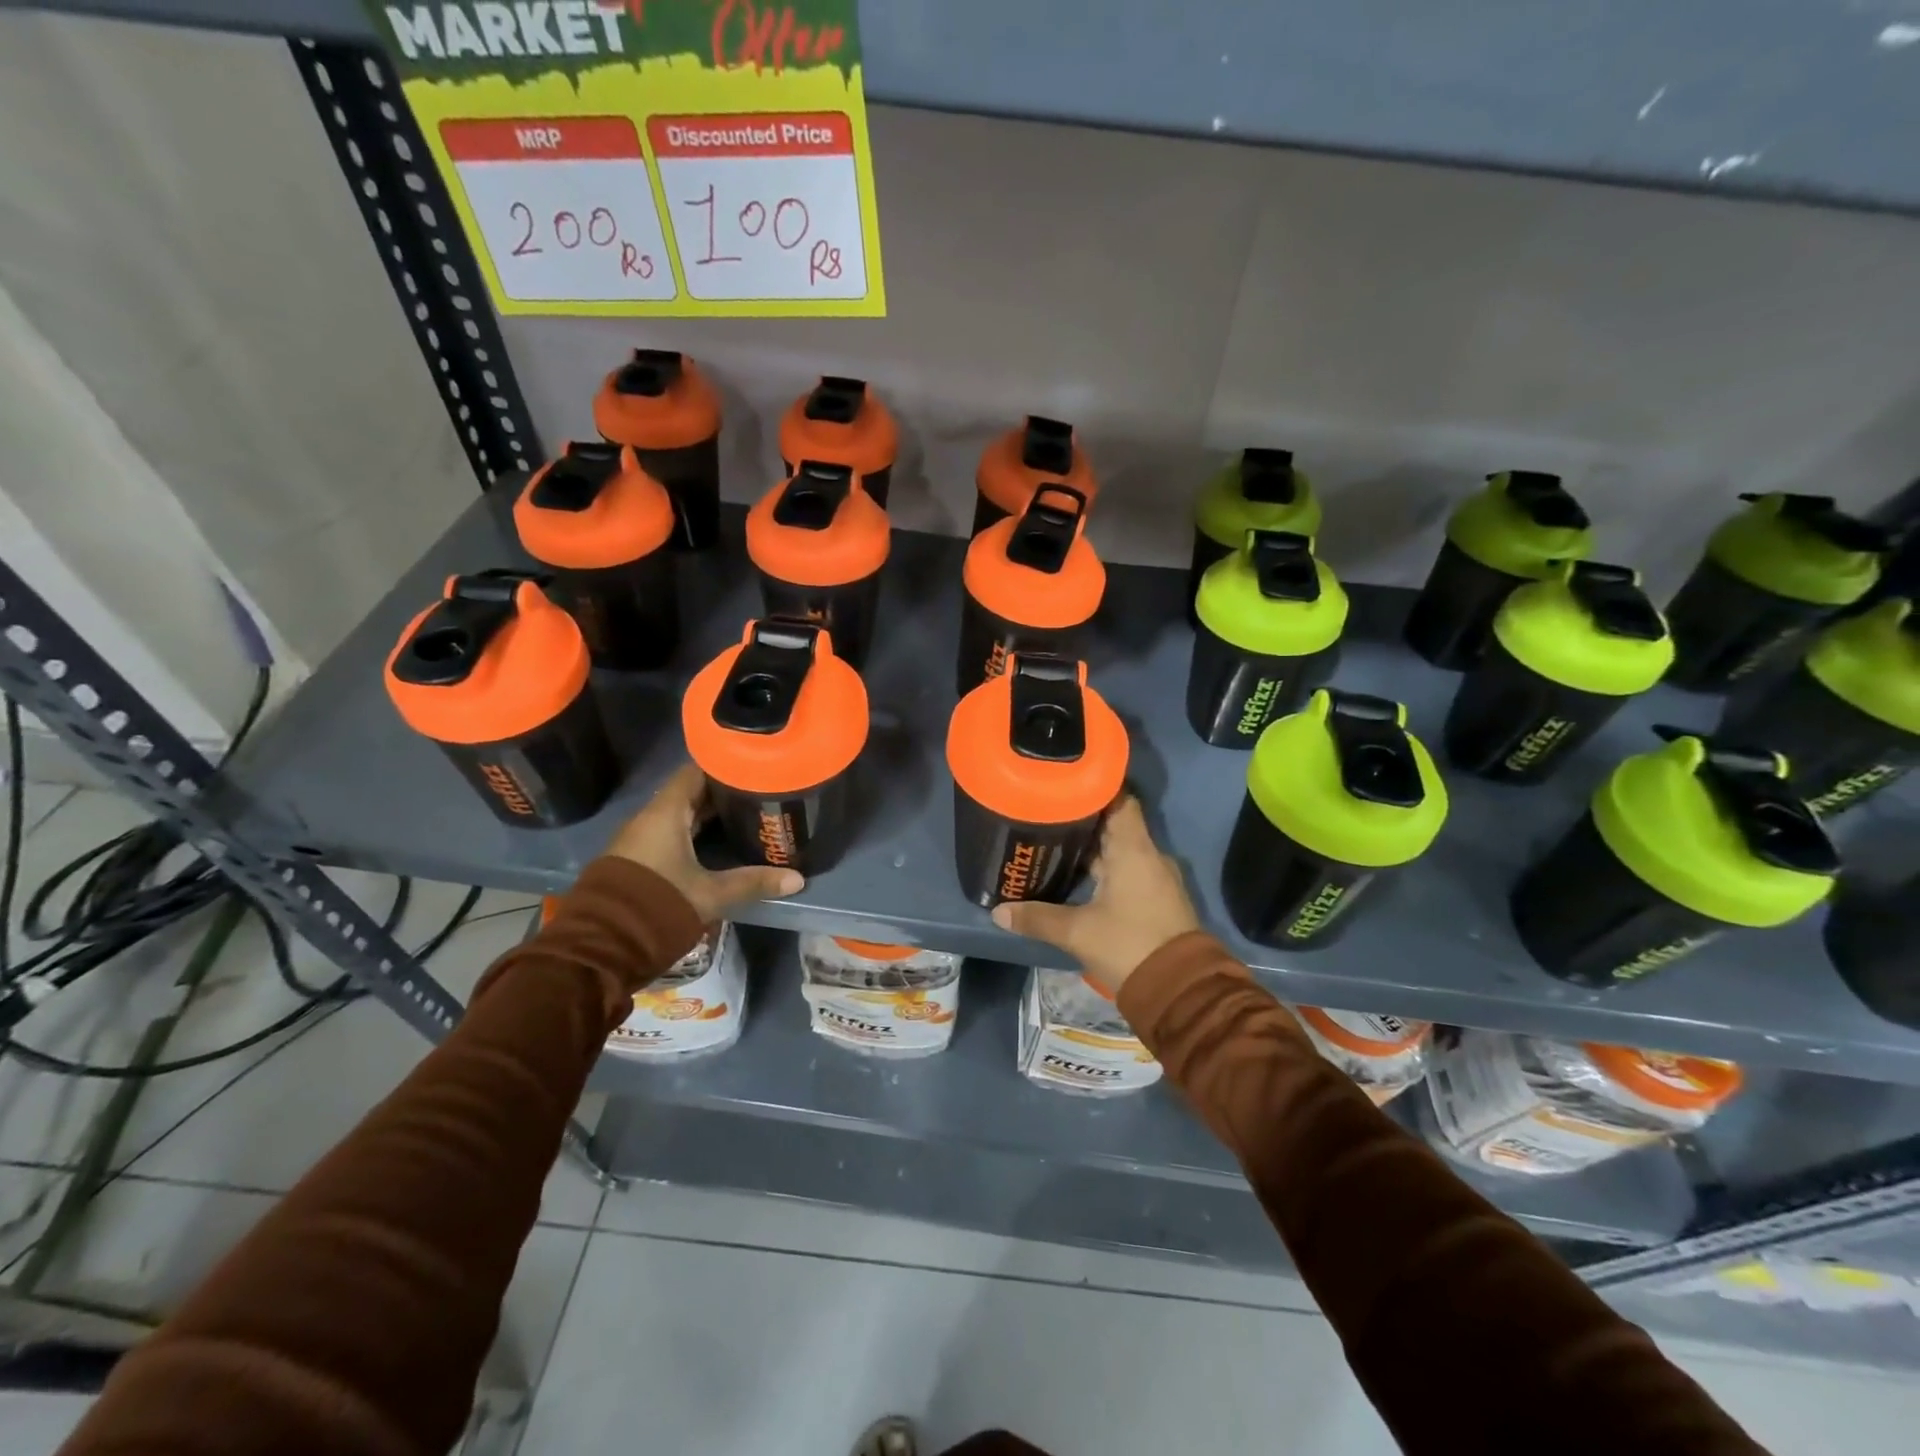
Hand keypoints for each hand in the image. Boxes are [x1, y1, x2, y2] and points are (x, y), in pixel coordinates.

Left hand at [605, 764, 803, 923]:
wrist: (602, 944)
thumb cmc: (659, 904)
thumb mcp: (711, 894)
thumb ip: (753, 883)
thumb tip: (797, 879)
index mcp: (666, 812)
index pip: (695, 771)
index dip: (724, 766)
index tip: (753, 766)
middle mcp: (650, 818)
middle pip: (690, 792)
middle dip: (723, 792)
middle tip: (759, 791)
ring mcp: (641, 839)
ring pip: (680, 814)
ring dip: (708, 814)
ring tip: (746, 814)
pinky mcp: (638, 859)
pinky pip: (671, 833)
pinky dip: (695, 831)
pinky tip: (718, 842)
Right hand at [990, 796, 1200, 995]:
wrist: (1181, 991)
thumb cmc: (1128, 945)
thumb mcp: (1077, 932)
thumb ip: (1037, 918)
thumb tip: (999, 912)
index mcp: (1133, 849)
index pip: (1119, 800)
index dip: (1094, 788)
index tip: (1065, 783)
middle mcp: (1149, 856)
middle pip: (1115, 825)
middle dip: (1083, 820)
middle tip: (1046, 814)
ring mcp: (1156, 879)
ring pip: (1120, 851)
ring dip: (1093, 848)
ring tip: (1055, 844)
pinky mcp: (1157, 900)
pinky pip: (1128, 871)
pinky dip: (1105, 869)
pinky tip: (1080, 878)